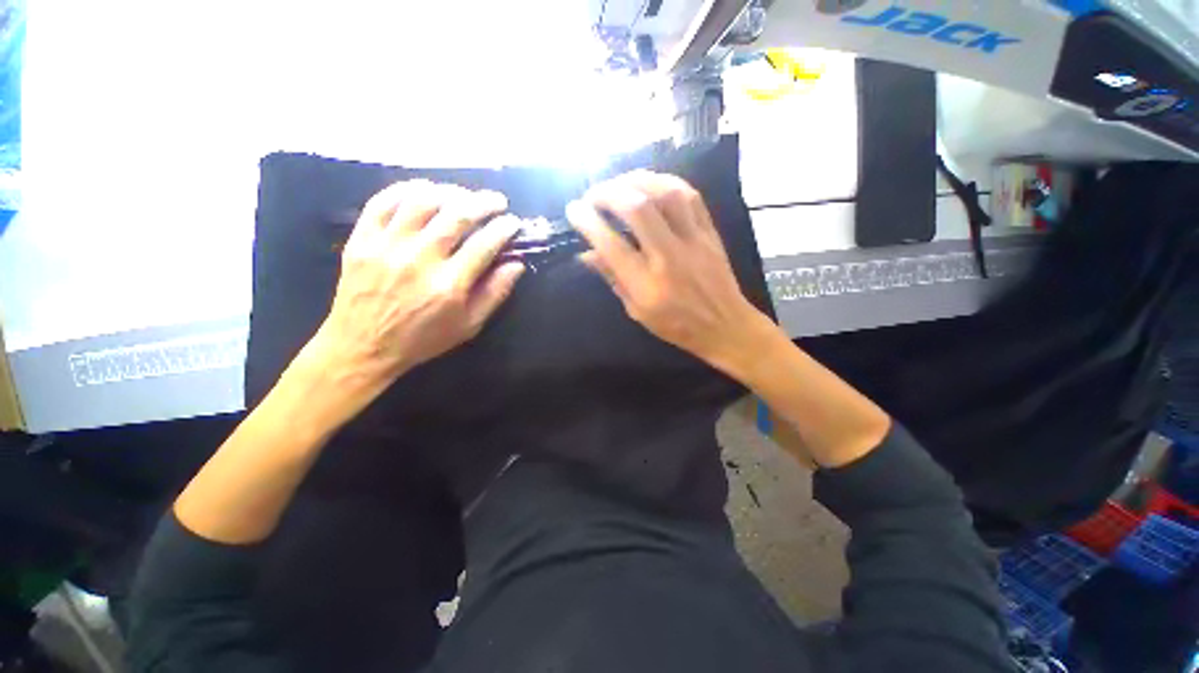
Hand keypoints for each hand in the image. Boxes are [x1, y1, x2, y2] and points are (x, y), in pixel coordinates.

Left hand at [294, 180, 524, 411]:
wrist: (363, 347)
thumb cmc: (423, 339)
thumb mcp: (469, 326)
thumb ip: (494, 294)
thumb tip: (516, 265)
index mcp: (449, 285)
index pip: (484, 244)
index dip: (504, 228)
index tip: (513, 222)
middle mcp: (419, 260)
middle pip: (457, 216)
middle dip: (483, 203)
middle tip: (497, 201)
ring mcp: (386, 247)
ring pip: (421, 202)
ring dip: (449, 192)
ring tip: (463, 195)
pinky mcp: (361, 240)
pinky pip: (382, 202)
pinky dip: (406, 189)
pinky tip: (423, 190)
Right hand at [566, 171, 773, 375]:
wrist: (725, 326)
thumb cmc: (676, 326)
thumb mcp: (637, 311)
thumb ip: (612, 279)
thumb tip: (586, 254)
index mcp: (648, 286)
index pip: (611, 246)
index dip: (588, 223)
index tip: (573, 210)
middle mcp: (669, 258)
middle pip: (638, 210)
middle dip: (608, 193)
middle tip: (593, 195)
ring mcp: (693, 241)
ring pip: (665, 194)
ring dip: (636, 181)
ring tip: (618, 184)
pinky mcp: (709, 232)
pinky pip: (690, 195)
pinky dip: (666, 182)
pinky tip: (650, 183)